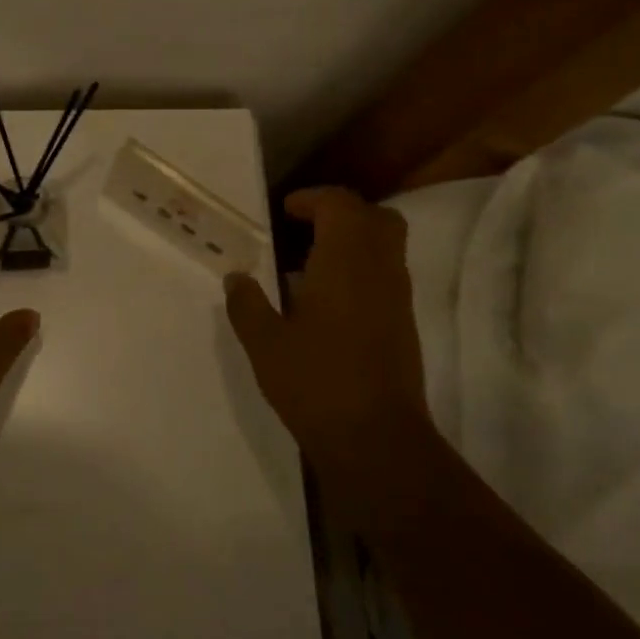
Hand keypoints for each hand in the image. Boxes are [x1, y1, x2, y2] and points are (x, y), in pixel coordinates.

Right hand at [224, 188, 437, 525]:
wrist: (376, 439)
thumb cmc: (316, 382)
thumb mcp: (265, 343)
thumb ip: (247, 304)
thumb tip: (236, 277)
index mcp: (346, 263)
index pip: (341, 205)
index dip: (313, 199)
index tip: (284, 211)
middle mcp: (380, 271)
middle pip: (377, 218)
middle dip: (341, 214)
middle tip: (304, 229)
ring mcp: (398, 299)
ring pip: (386, 247)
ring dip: (352, 242)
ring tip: (308, 265)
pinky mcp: (403, 325)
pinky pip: (386, 276)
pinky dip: (360, 270)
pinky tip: (325, 301)